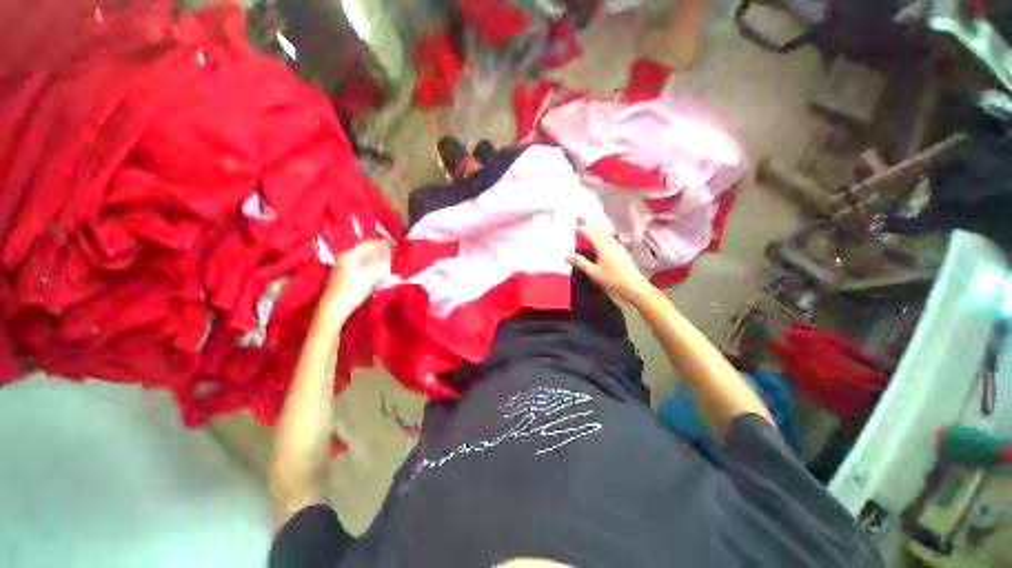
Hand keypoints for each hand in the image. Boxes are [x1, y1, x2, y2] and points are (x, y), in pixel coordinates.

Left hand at [322, 240, 391, 315]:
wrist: (334, 308)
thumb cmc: (352, 291)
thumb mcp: (370, 276)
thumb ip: (380, 263)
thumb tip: (388, 253)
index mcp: (350, 256)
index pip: (367, 245)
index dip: (380, 244)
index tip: (392, 244)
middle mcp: (345, 259)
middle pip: (364, 251)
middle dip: (378, 252)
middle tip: (391, 254)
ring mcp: (342, 268)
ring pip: (362, 260)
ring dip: (374, 261)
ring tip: (386, 264)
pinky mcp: (342, 277)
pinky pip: (359, 267)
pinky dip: (369, 267)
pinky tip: (375, 274)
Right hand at [568, 225, 653, 303]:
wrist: (634, 286)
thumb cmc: (612, 279)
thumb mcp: (593, 272)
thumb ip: (580, 262)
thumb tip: (567, 256)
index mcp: (603, 245)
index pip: (589, 232)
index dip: (579, 229)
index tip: (570, 229)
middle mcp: (610, 242)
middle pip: (598, 229)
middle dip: (587, 228)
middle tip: (576, 230)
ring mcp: (617, 245)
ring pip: (604, 233)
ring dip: (594, 232)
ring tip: (584, 237)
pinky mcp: (621, 250)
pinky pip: (608, 238)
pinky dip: (600, 237)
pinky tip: (596, 245)